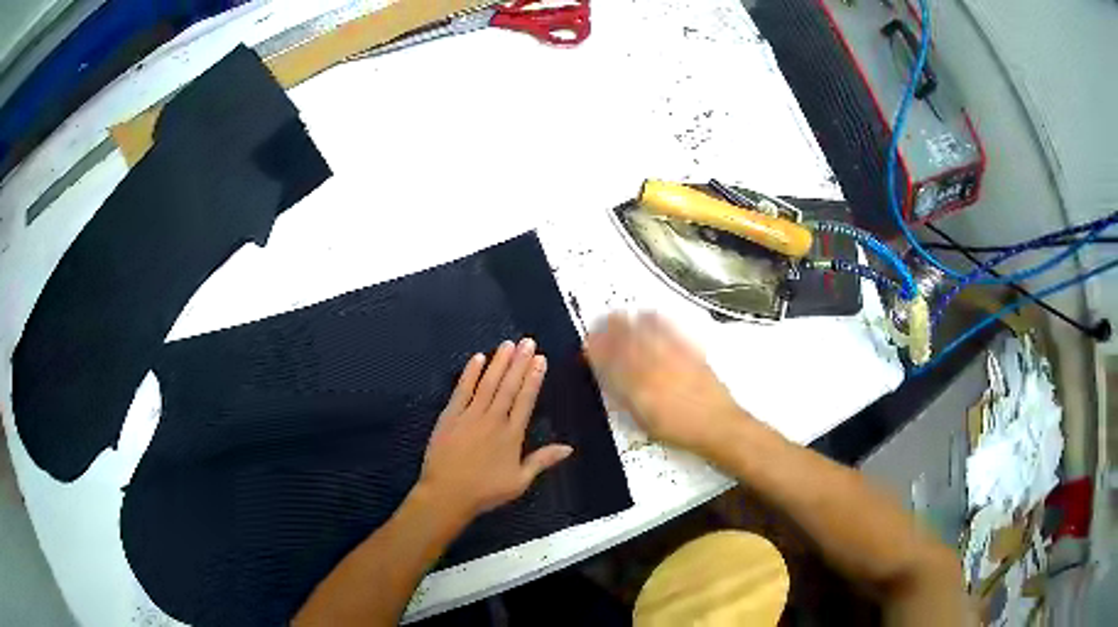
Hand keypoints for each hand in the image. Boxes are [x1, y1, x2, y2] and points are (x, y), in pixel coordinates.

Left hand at [417, 338, 572, 521]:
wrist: (447, 494)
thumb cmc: (485, 491)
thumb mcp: (520, 481)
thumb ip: (542, 461)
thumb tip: (568, 447)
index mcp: (512, 435)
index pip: (525, 400)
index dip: (533, 378)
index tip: (540, 359)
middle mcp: (493, 420)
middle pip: (508, 386)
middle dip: (519, 362)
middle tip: (527, 341)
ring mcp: (470, 415)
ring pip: (488, 384)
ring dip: (498, 363)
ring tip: (508, 344)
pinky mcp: (450, 416)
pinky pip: (462, 390)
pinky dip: (470, 374)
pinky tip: (477, 358)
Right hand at [585, 313, 746, 455]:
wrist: (718, 425)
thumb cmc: (679, 430)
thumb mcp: (644, 421)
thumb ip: (625, 398)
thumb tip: (608, 380)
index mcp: (639, 387)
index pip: (611, 362)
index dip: (597, 351)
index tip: (586, 345)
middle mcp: (654, 367)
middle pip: (626, 342)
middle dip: (609, 330)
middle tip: (598, 324)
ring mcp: (673, 356)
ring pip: (646, 332)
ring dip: (628, 321)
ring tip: (617, 315)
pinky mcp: (690, 351)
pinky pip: (670, 330)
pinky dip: (656, 320)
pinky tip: (649, 314)